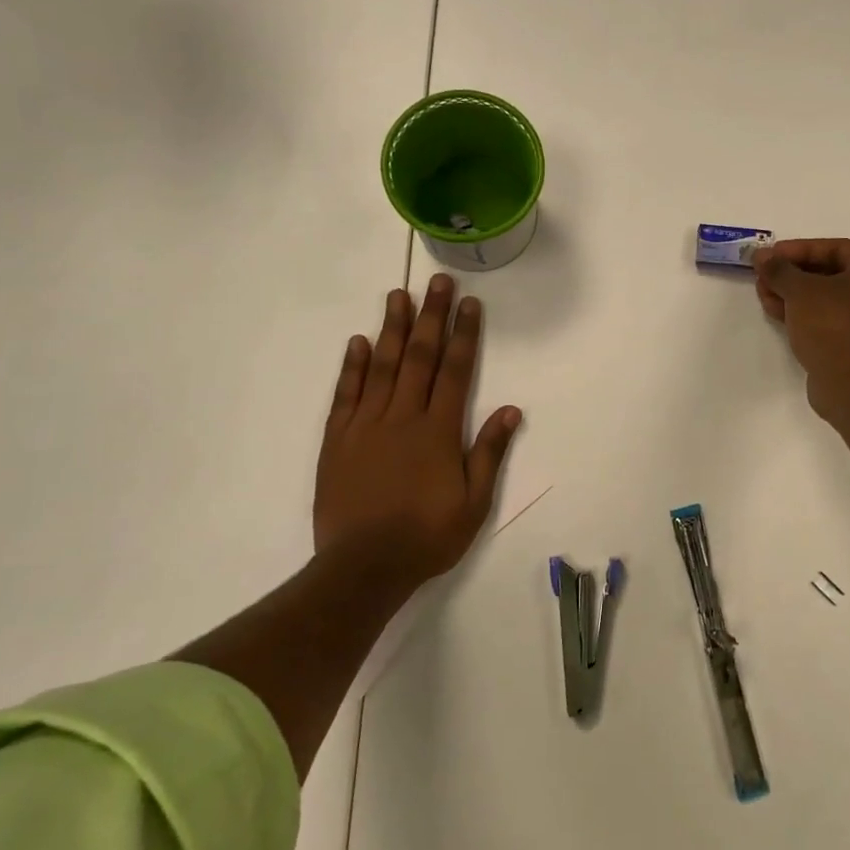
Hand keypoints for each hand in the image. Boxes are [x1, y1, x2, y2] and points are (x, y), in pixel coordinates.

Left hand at [313, 273, 521, 590]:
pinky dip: (352, 367)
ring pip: (381, 367)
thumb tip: (511, 410)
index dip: (464, 334)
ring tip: (397, 295)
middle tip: (437, 281)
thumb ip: (489, 452)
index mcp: (438, 431)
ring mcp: (366, 425)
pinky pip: (345, 395)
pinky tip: (357, 342)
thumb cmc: (427, 536)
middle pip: (419, 357)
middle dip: (430, 316)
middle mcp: (403, 417)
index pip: (455, 371)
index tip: (469, 303)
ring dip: (391, 329)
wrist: (363, 567)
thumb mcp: (474, 502)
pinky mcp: (337, 440)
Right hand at [754, 238, 849, 418]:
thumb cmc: (832, 324)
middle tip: (764, 276)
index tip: (770, 256)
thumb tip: (762, 256)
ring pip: (828, 299)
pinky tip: (777, 314)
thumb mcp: (800, 290)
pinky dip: (805, 314)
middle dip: (792, 274)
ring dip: (794, 295)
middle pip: (830, 273)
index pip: (835, 247)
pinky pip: (830, 320)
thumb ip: (779, 269)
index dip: (798, 249)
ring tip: (764, 295)